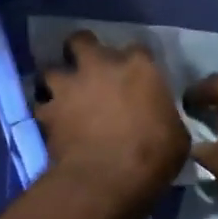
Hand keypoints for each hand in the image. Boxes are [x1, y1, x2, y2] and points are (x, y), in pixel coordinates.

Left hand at [35, 32, 187, 197]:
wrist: (108, 178)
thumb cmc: (153, 155)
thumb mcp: (175, 134)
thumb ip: (162, 114)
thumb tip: (158, 117)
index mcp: (138, 66)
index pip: (137, 49)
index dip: (134, 62)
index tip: (135, 76)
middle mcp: (99, 65)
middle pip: (82, 40)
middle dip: (82, 50)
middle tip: (87, 68)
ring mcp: (69, 86)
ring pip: (51, 69)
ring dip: (56, 81)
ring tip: (62, 94)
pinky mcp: (48, 110)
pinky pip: (42, 105)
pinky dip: (46, 111)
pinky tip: (52, 121)